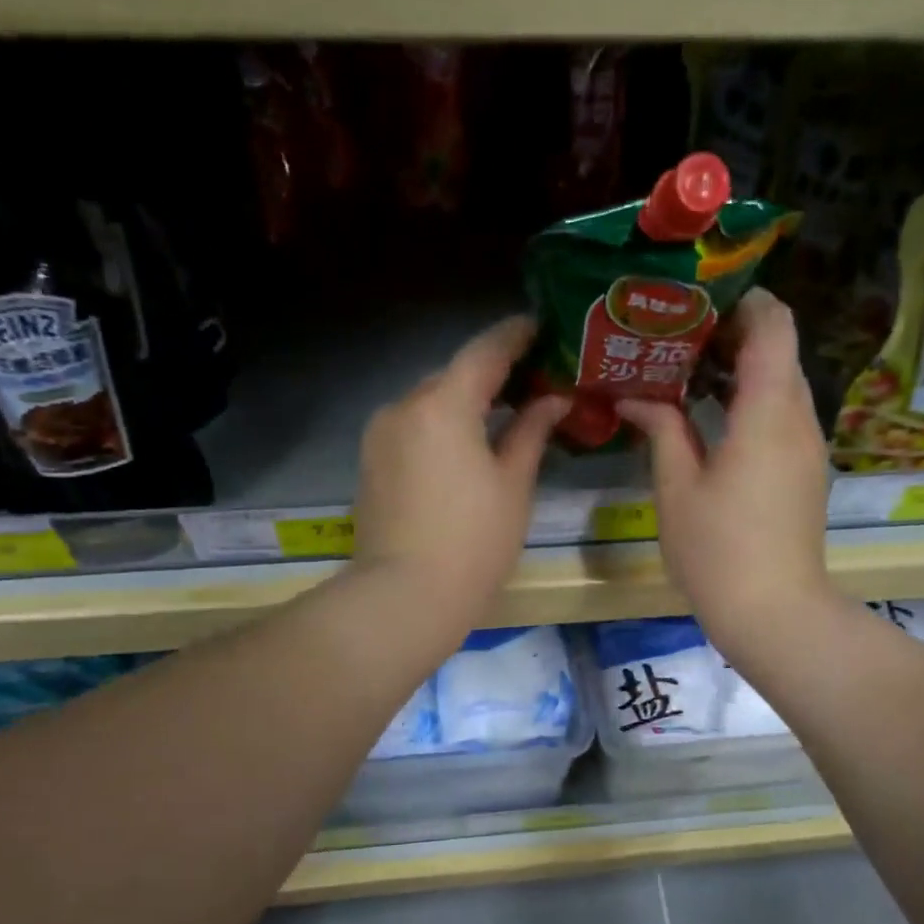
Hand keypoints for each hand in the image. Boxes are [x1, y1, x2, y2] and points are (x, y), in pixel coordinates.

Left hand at [350, 315, 568, 630]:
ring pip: (430, 403)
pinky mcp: (370, 462)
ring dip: (464, 402)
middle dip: (491, 374)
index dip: (516, 335)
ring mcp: (380, 435)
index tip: (540, 326)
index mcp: (443, 404)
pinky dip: (440, 427)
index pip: (484, 351)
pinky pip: (412, 428)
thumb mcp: (513, 484)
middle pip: (453, 375)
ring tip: (501, 416)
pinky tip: (464, 447)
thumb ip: (531, 431)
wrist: (405, 596)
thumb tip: (553, 398)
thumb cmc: (474, 542)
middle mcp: (403, 406)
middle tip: (531, 381)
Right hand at [619, 289, 836, 661]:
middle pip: (779, 350)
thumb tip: (635, 397)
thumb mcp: (677, 488)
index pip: (774, 324)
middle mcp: (799, 419)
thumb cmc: (718, 550)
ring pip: (781, 384)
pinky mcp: (805, 472)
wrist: (774, 612)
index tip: (698, 301)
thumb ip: (661, 429)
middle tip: (677, 338)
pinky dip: (750, 403)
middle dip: (733, 334)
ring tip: (686, 374)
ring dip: (741, 371)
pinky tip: (710, 418)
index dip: (743, 300)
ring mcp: (808, 447)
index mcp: (768, 412)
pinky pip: (782, 416)